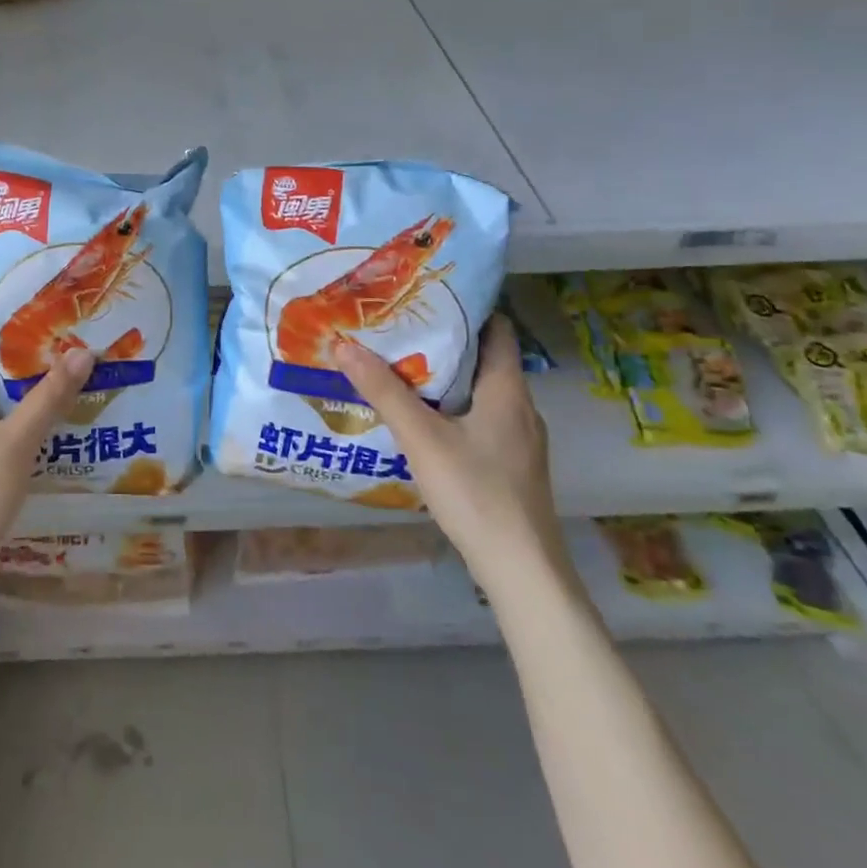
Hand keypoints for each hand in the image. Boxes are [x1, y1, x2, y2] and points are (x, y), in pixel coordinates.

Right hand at [337, 315, 567, 589]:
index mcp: (507, 390)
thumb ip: (384, 391)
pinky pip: (481, 420)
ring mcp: (520, 441)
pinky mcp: (512, 467)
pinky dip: (453, 409)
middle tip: (399, 329)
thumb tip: (344, 345)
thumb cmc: (476, 492)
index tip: (426, 296)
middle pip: (485, 360)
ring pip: (481, 393)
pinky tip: (422, 421)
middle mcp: (520, 408)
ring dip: (446, 378)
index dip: (467, 308)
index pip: (497, 330)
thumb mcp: (422, 438)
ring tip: (401, 368)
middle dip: (444, 343)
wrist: (522, 571)